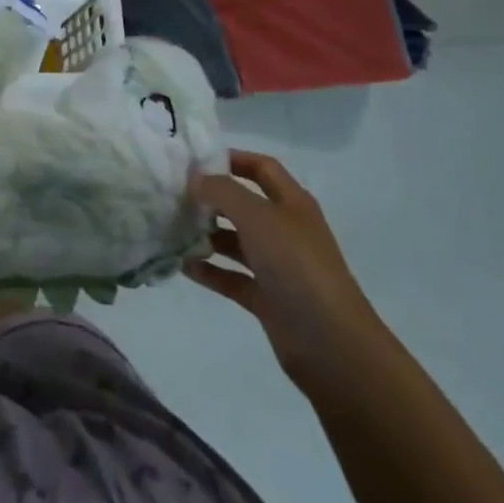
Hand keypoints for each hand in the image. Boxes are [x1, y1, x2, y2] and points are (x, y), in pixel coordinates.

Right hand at [187, 148, 384, 379]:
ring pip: (236, 242)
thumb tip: (195, 178)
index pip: (262, 168)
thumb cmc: (296, 265)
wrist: (331, 344)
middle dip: (212, 199)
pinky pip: (232, 277)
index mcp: (292, 204)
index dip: (233, 159)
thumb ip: (223, 192)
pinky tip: (183, 265)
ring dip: (207, 235)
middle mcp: (285, 231)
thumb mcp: (257, 217)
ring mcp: (277, 266)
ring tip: (172, 229)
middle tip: (175, 195)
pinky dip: (210, 271)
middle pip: (245, 205)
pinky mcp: (267, 299)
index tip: (195, 159)